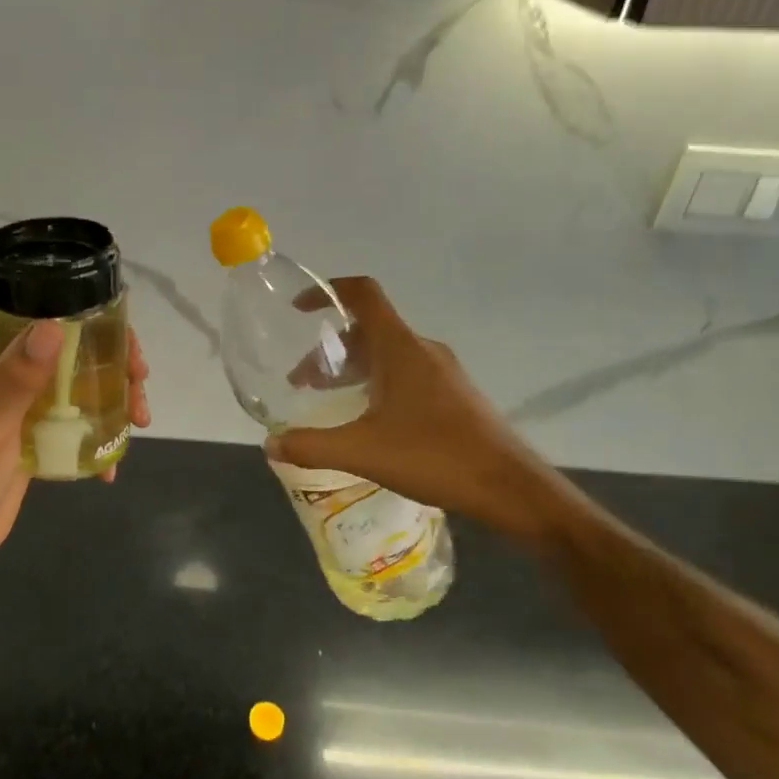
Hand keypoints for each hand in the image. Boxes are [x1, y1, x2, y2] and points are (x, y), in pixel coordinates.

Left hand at [0, 312, 151, 573]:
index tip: (117, 330)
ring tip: (139, 419)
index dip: (78, 309)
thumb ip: (19, 377)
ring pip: (77, 376)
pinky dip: (100, 426)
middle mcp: (3, 364)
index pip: (33, 306)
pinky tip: (114, 457)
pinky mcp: (36, 427)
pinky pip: (76, 412)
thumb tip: (54, 327)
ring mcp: (22, 397)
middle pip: (67, 341)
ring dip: (113, 392)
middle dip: (110, 356)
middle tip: (138, 378)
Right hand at [267, 278, 574, 543]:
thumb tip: (270, 444)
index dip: (328, 291)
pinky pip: (404, 373)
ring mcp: (442, 372)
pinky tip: (367, 421)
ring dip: (352, 368)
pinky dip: (375, 383)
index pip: (363, 295)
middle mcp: (422, 350)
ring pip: (386, 354)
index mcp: (400, 348)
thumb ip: (311, 446)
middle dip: (329, 349)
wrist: (508, 486)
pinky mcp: (453, 395)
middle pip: (368, 329)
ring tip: (328, 400)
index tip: (298, 308)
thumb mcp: (362, 452)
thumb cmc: (433, 455)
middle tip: (303, 381)